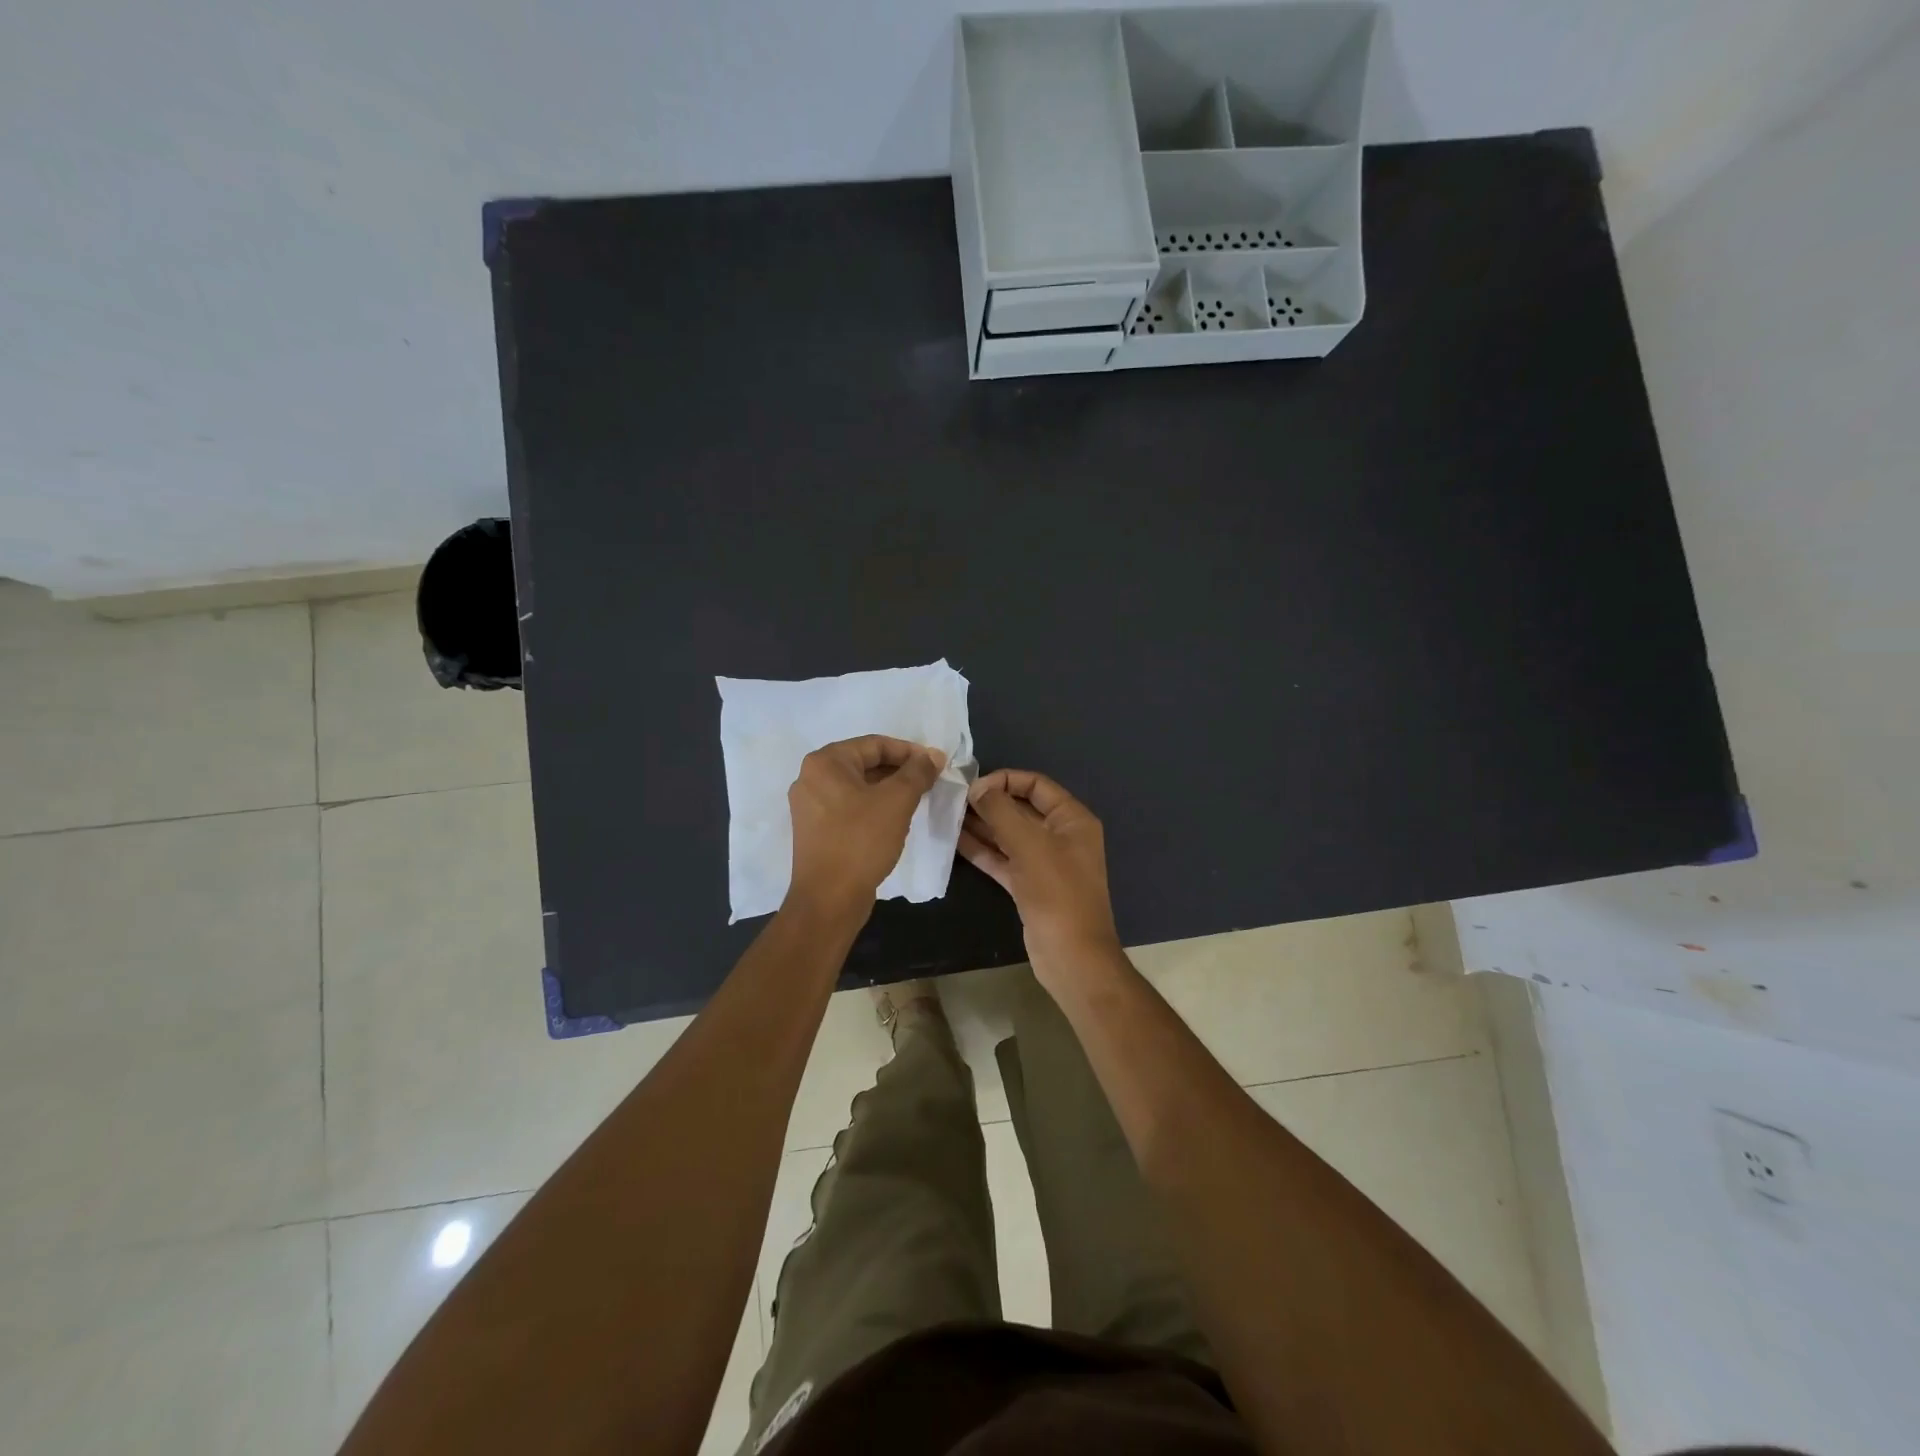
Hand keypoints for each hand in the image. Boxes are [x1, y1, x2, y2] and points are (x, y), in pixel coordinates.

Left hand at [786, 735, 944, 920]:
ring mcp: (810, 806)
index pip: (874, 744)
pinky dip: (873, 807)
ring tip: (917, 800)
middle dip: (899, 771)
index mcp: (825, 763)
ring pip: (858, 787)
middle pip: (864, 763)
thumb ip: (917, 772)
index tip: (935, 764)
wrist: (829, 899)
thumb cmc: (861, 841)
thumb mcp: (897, 801)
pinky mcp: (815, 830)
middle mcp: (811, 778)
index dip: (909, 751)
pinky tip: (894, 820)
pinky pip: (849, 807)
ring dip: (888, 790)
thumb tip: (933, 755)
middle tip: (929, 781)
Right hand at [959, 769, 1123, 994]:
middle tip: (954, 799)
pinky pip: (1004, 860)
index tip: (974, 785)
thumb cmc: (1056, 892)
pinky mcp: (1029, 886)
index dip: (1006, 780)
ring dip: (982, 825)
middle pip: (1022, 809)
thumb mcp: (1029, 844)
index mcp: (1072, 820)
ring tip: (948, 815)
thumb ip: (1001, 811)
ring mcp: (1045, 863)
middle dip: (990, 802)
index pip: (1037, 785)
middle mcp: (1061, 836)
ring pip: (1010, 836)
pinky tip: (956, 841)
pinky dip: (983, 851)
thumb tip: (978, 787)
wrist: (1072, 956)